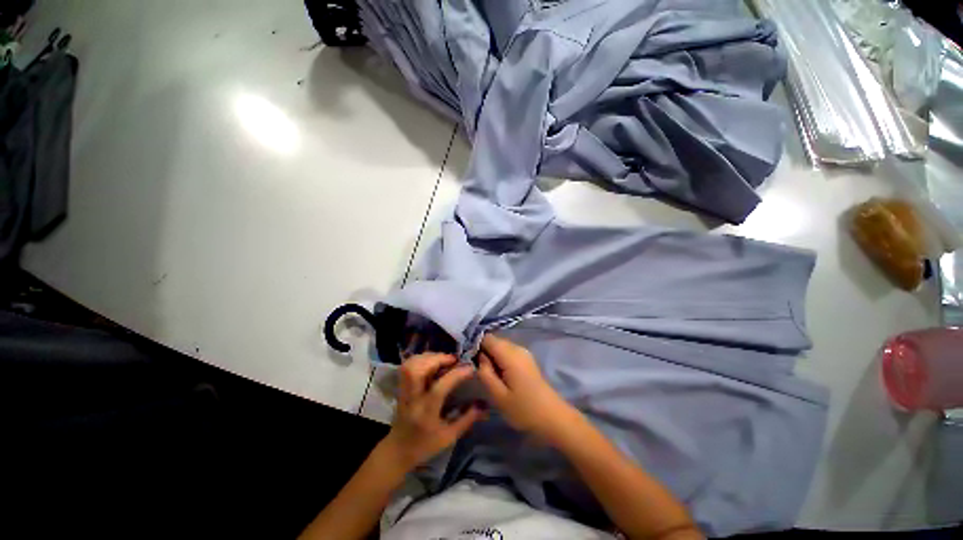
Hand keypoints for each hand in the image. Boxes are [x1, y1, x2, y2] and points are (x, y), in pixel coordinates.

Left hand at [381, 353, 484, 469]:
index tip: (470, 368)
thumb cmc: (425, 446)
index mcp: (426, 413)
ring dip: (428, 357)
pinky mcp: (401, 387)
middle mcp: (412, 399)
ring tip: (443, 359)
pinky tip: (432, 361)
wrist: (397, 450)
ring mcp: (404, 391)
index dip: (455, 375)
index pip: (439, 388)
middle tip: (453, 360)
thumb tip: (484, 405)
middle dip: (437, 359)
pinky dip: (420, 359)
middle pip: (418, 370)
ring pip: (410, 365)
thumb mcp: (449, 437)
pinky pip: (407, 366)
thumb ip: (467, 419)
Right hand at [476, 334, 575, 441]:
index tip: (469, 361)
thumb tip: (479, 356)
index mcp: (510, 354)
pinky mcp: (526, 359)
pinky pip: (508, 352)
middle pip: (494, 341)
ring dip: (492, 357)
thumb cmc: (524, 409)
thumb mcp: (498, 396)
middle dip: (484, 352)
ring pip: (501, 346)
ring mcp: (523, 352)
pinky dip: (500, 360)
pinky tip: (500, 376)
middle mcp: (517, 348)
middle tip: (479, 372)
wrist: (553, 417)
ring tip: (489, 376)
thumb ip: (485, 373)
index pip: (487, 338)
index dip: (476, 346)